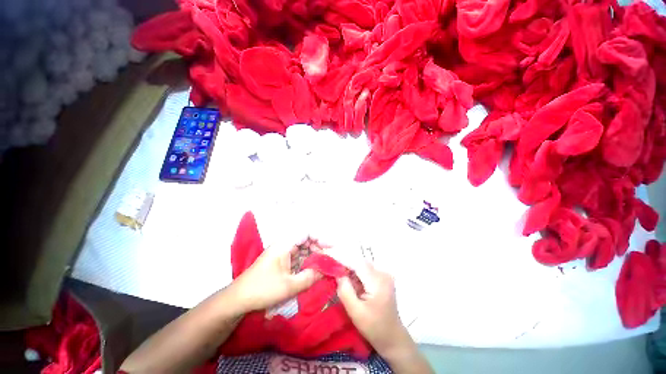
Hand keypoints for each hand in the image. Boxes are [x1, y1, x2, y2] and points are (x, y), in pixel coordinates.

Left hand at [230, 241, 320, 312]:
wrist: (238, 299)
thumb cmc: (263, 289)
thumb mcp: (289, 286)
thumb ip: (311, 276)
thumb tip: (328, 270)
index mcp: (285, 244)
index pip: (307, 232)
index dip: (321, 237)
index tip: (331, 248)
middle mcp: (285, 244)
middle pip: (307, 240)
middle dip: (319, 249)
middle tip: (329, 260)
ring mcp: (283, 252)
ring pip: (303, 249)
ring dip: (314, 256)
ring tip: (324, 266)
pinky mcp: (282, 261)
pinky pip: (298, 257)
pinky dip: (307, 262)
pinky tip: (314, 270)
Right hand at [336, 262, 409, 355]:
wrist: (393, 337)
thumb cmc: (374, 327)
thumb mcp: (356, 312)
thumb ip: (345, 291)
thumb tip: (338, 274)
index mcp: (378, 281)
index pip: (357, 263)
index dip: (343, 259)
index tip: (329, 259)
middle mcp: (383, 273)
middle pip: (360, 262)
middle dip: (346, 265)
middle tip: (333, 271)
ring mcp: (384, 274)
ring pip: (362, 265)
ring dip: (351, 270)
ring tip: (340, 278)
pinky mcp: (383, 278)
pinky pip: (366, 270)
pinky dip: (357, 274)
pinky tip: (352, 283)